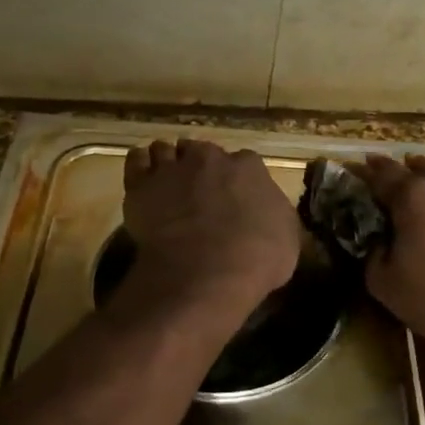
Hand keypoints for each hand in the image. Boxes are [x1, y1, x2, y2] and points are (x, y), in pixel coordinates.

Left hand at [121, 139, 300, 315]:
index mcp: (249, 167)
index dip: (237, 179)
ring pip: (166, 150)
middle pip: (202, 152)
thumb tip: (270, 216)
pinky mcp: (140, 185)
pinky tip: (144, 178)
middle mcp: (210, 159)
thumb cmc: (256, 259)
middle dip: (201, 167)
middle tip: (199, 192)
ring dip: (168, 163)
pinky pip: (136, 160)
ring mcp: (172, 169)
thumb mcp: (288, 240)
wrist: (205, 274)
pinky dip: (141, 165)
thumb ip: (276, 217)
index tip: (235, 197)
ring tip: (167, 183)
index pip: (244, 162)